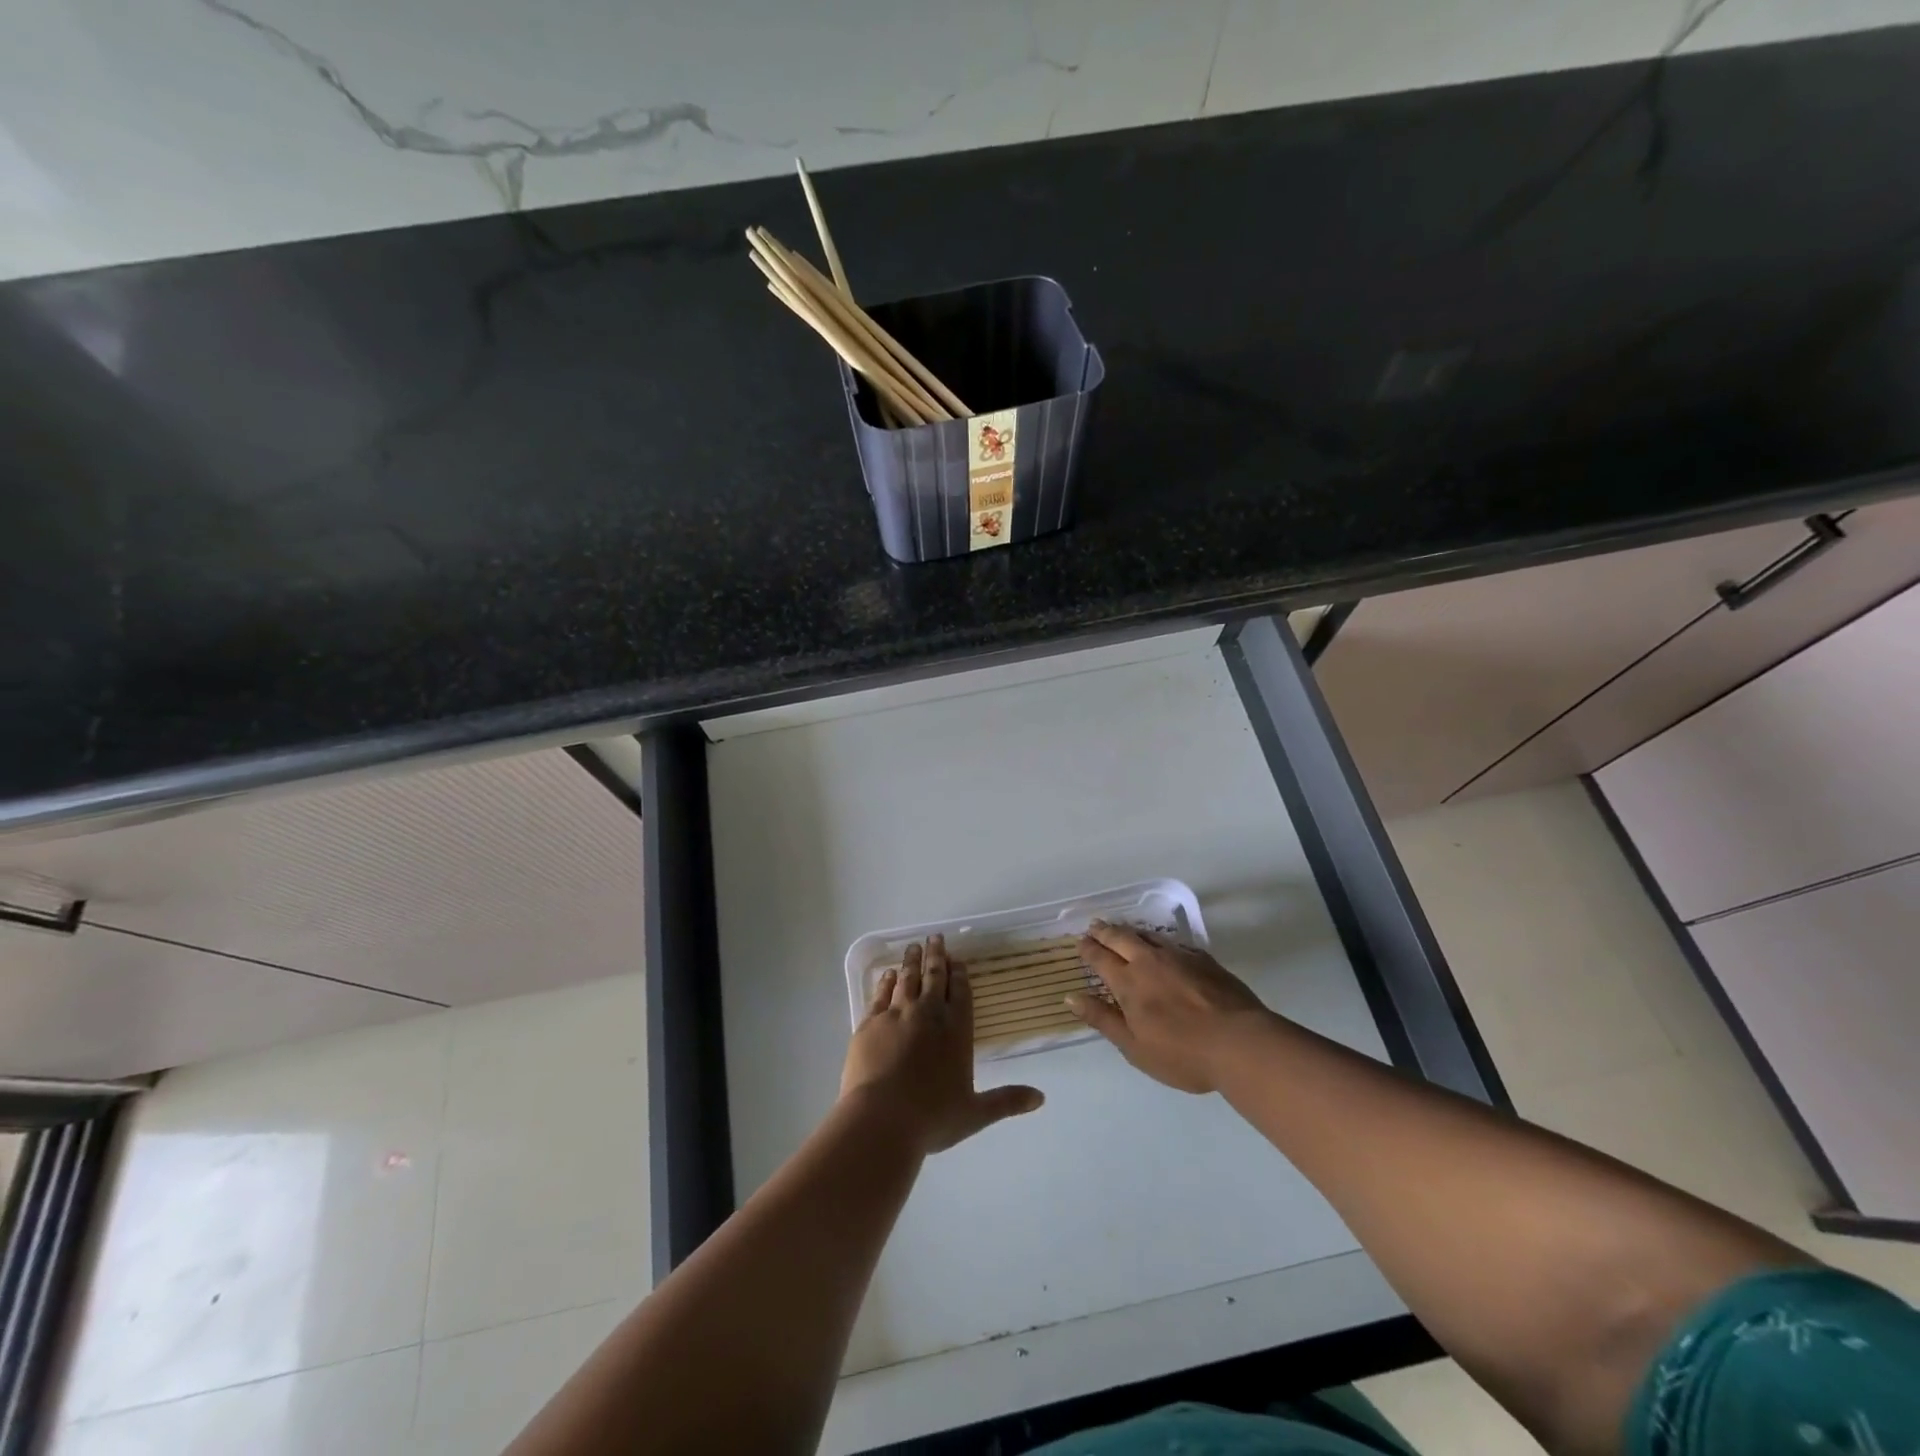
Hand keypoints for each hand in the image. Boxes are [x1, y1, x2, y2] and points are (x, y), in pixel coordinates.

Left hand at [841, 935, 1044, 1154]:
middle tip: (935, 937)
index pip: (960, 993)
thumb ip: (1006, 1101)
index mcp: (956, 1031)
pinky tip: (888, 974)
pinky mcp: (870, 1023)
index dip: (959, 974)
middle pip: (933, 977)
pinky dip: (886, 981)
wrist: (881, 1119)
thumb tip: (1041, 1099)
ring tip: (914, 946)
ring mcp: (897, 1015)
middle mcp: (928, 1015)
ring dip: (912, 961)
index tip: (957, 959)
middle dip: (936, 956)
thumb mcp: (975, 1113)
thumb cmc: (932, 1118)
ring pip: (907, 979)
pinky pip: (881, 994)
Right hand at [1065, 921, 1272, 1092]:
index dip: (1089, 949)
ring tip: (1121, 929)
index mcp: (1128, 983)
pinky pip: (1173, 942)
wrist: (1240, 1043)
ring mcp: (1178, 957)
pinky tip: (1162, 944)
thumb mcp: (1134, 1046)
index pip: (1101, 958)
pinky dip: (1158, 939)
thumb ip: (1103, 1019)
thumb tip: (1071, 997)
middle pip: (1121, 938)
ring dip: (1130, 930)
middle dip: (1105, 931)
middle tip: (1094, 925)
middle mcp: (1149, 962)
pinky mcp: (1203, 959)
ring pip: (1147, 935)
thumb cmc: (1181, 1053)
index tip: (1081, 941)